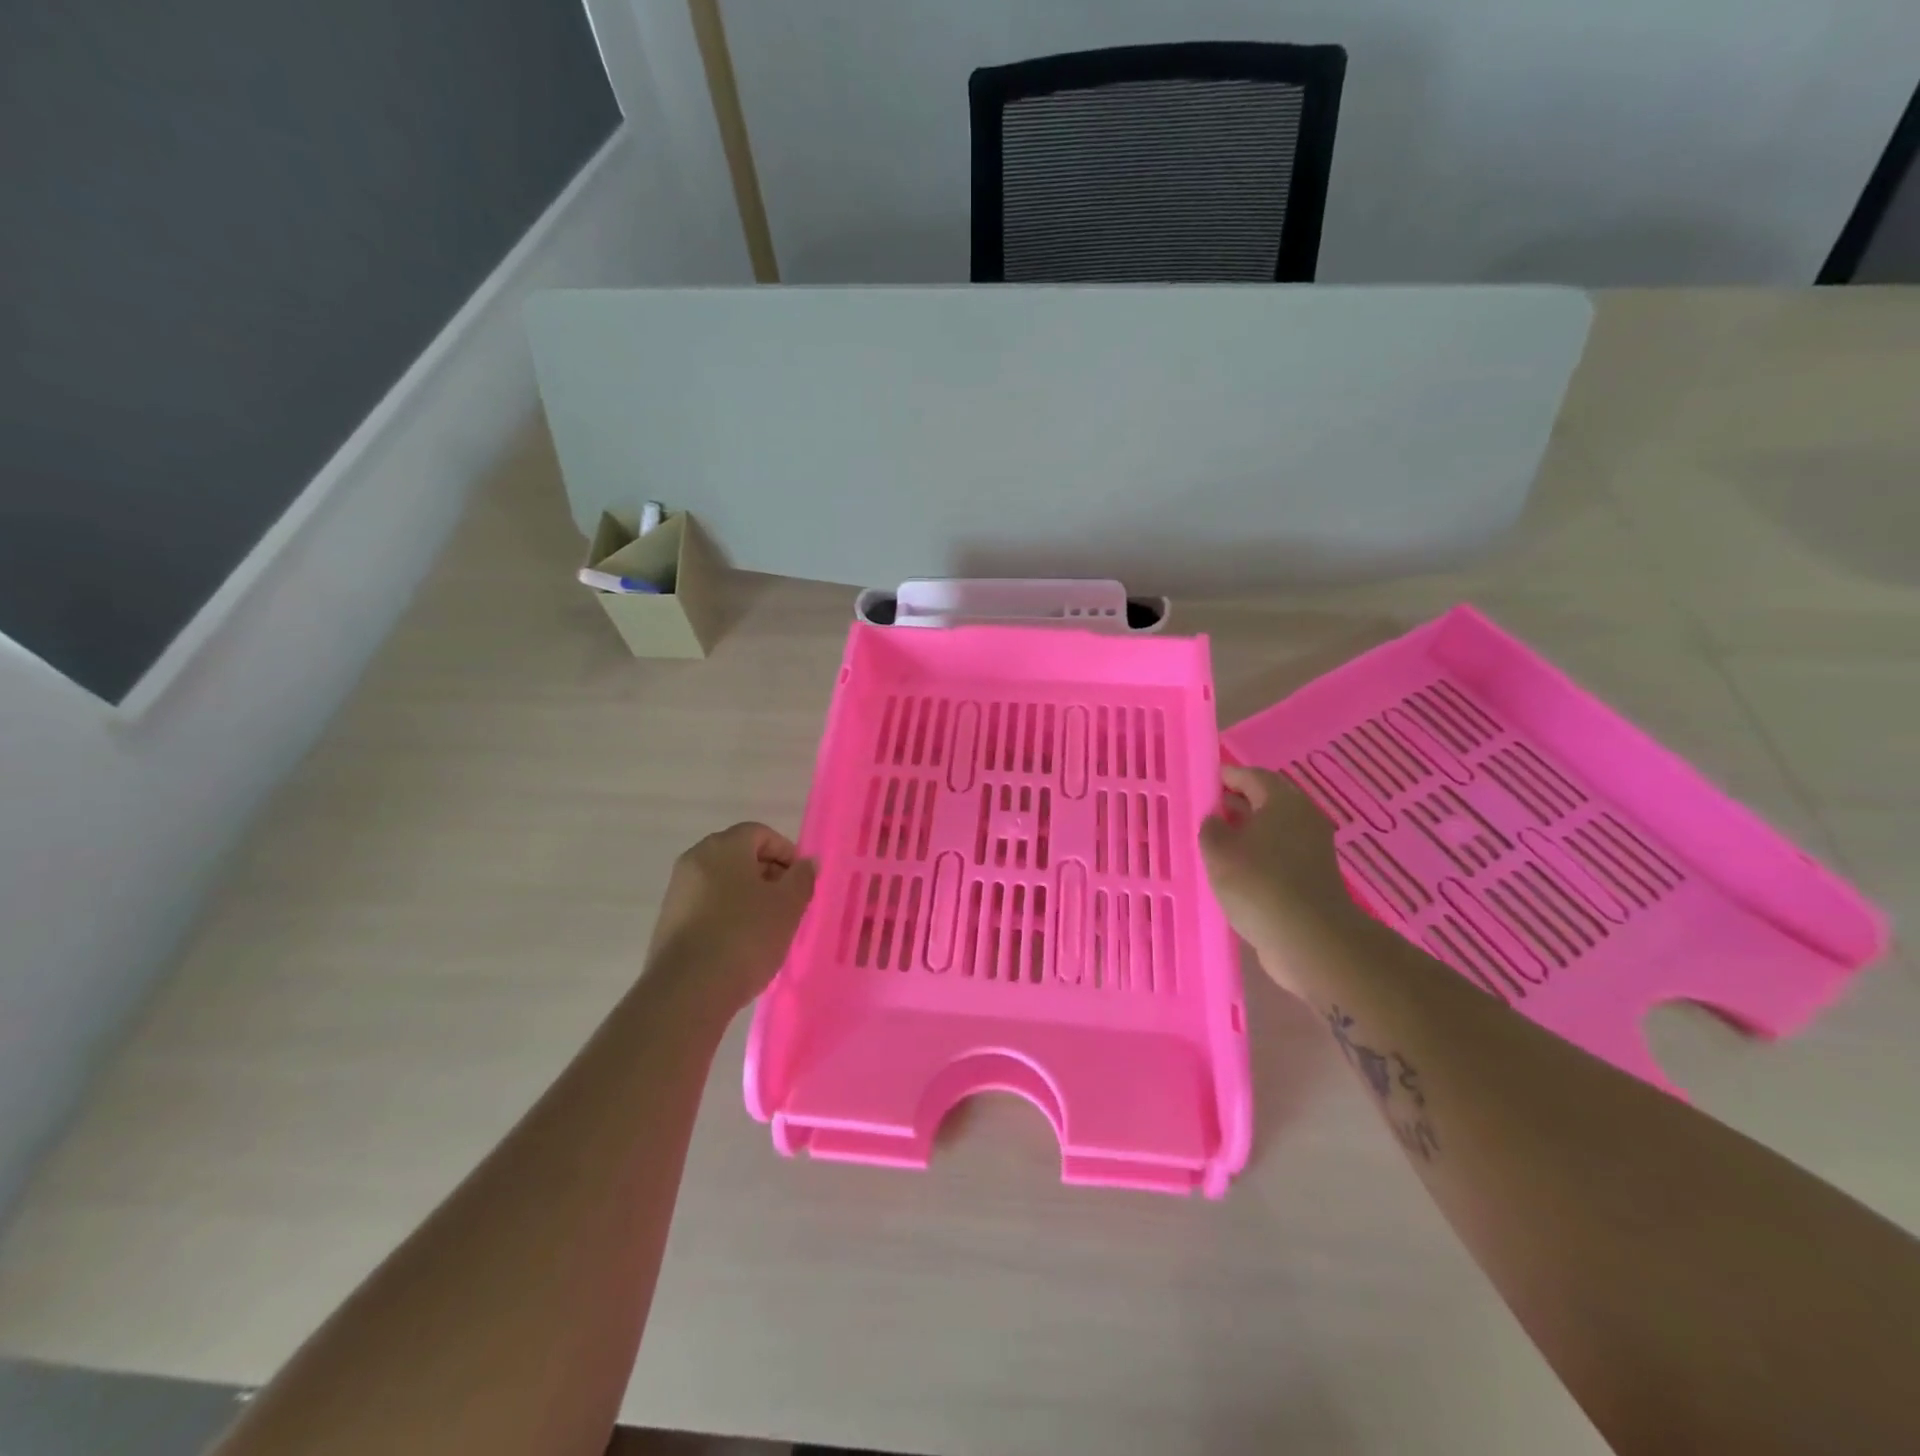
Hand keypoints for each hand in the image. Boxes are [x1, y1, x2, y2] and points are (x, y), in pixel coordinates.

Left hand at [644, 823, 816, 1012]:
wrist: (688, 991)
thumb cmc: (745, 936)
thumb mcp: (788, 906)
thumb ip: (802, 878)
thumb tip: (806, 863)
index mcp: (723, 847)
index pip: (761, 833)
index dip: (786, 853)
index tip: (801, 882)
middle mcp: (695, 860)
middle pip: (740, 856)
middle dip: (768, 875)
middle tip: (789, 904)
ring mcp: (678, 891)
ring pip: (723, 883)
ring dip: (749, 897)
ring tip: (768, 928)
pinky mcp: (669, 921)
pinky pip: (707, 906)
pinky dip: (728, 915)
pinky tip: (741, 944)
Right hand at [1199, 765, 1356, 994]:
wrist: (1309, 939)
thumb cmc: (1258, 883)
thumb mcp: (1219, 851)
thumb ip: (1211, 828)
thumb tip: (1215, 821)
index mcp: (1283, 802)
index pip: (1253, 776)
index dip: (1227, 776)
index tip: (1204, 781)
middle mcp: (1303, 818)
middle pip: (1266, 801)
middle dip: (1236, 803)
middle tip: (1206, 811)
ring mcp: (1312, 849)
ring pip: (1273, 830)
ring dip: (1246, 832)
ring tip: (1214, 842)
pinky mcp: (1312, 877)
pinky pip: (1279, 854)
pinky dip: (1258, 855)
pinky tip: (1235, 871)